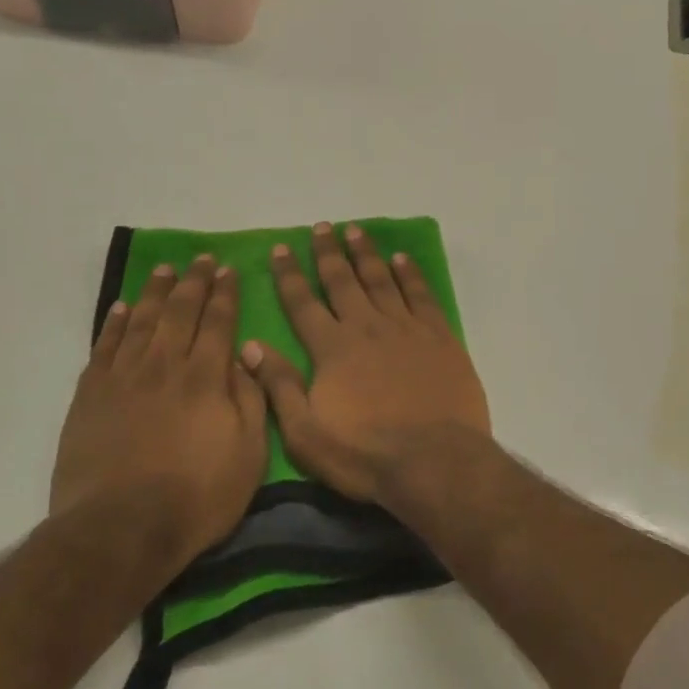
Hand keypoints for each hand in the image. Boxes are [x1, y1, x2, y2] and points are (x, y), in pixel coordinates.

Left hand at [50, 256, 266, 558]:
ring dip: (156, 292)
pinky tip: (121, 308)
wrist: (121, 529)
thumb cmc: (198, 497)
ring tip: (165, 270)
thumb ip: (250, 400)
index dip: (225, 294)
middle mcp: (165, 366)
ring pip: (141, 321)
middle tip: (201, 259)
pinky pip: (104, 347)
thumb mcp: (249, 454)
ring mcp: (124, 378)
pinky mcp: (91, 396)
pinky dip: (114, 323)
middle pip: (180, 312)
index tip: (229, 270)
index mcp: (206, 378)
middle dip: (194, 282)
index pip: (218, 322)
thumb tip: (243, 357)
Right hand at [242, 223, 489, 501]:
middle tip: (322, 227)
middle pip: (343, 281)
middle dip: (328, 252)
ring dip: (366, 253)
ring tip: (355, 231)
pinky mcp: (439, 336)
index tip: (280, 248)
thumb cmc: (365, 454)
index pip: (303, 303)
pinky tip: (401, 258)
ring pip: (381, 279)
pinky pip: (420, 294)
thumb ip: (278, 387)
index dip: (289, 275)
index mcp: (332, 349)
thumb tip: (249, 345)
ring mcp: (406, 328)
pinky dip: (409, 273)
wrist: (435, 461)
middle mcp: (367, 327)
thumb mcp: (306, 434)